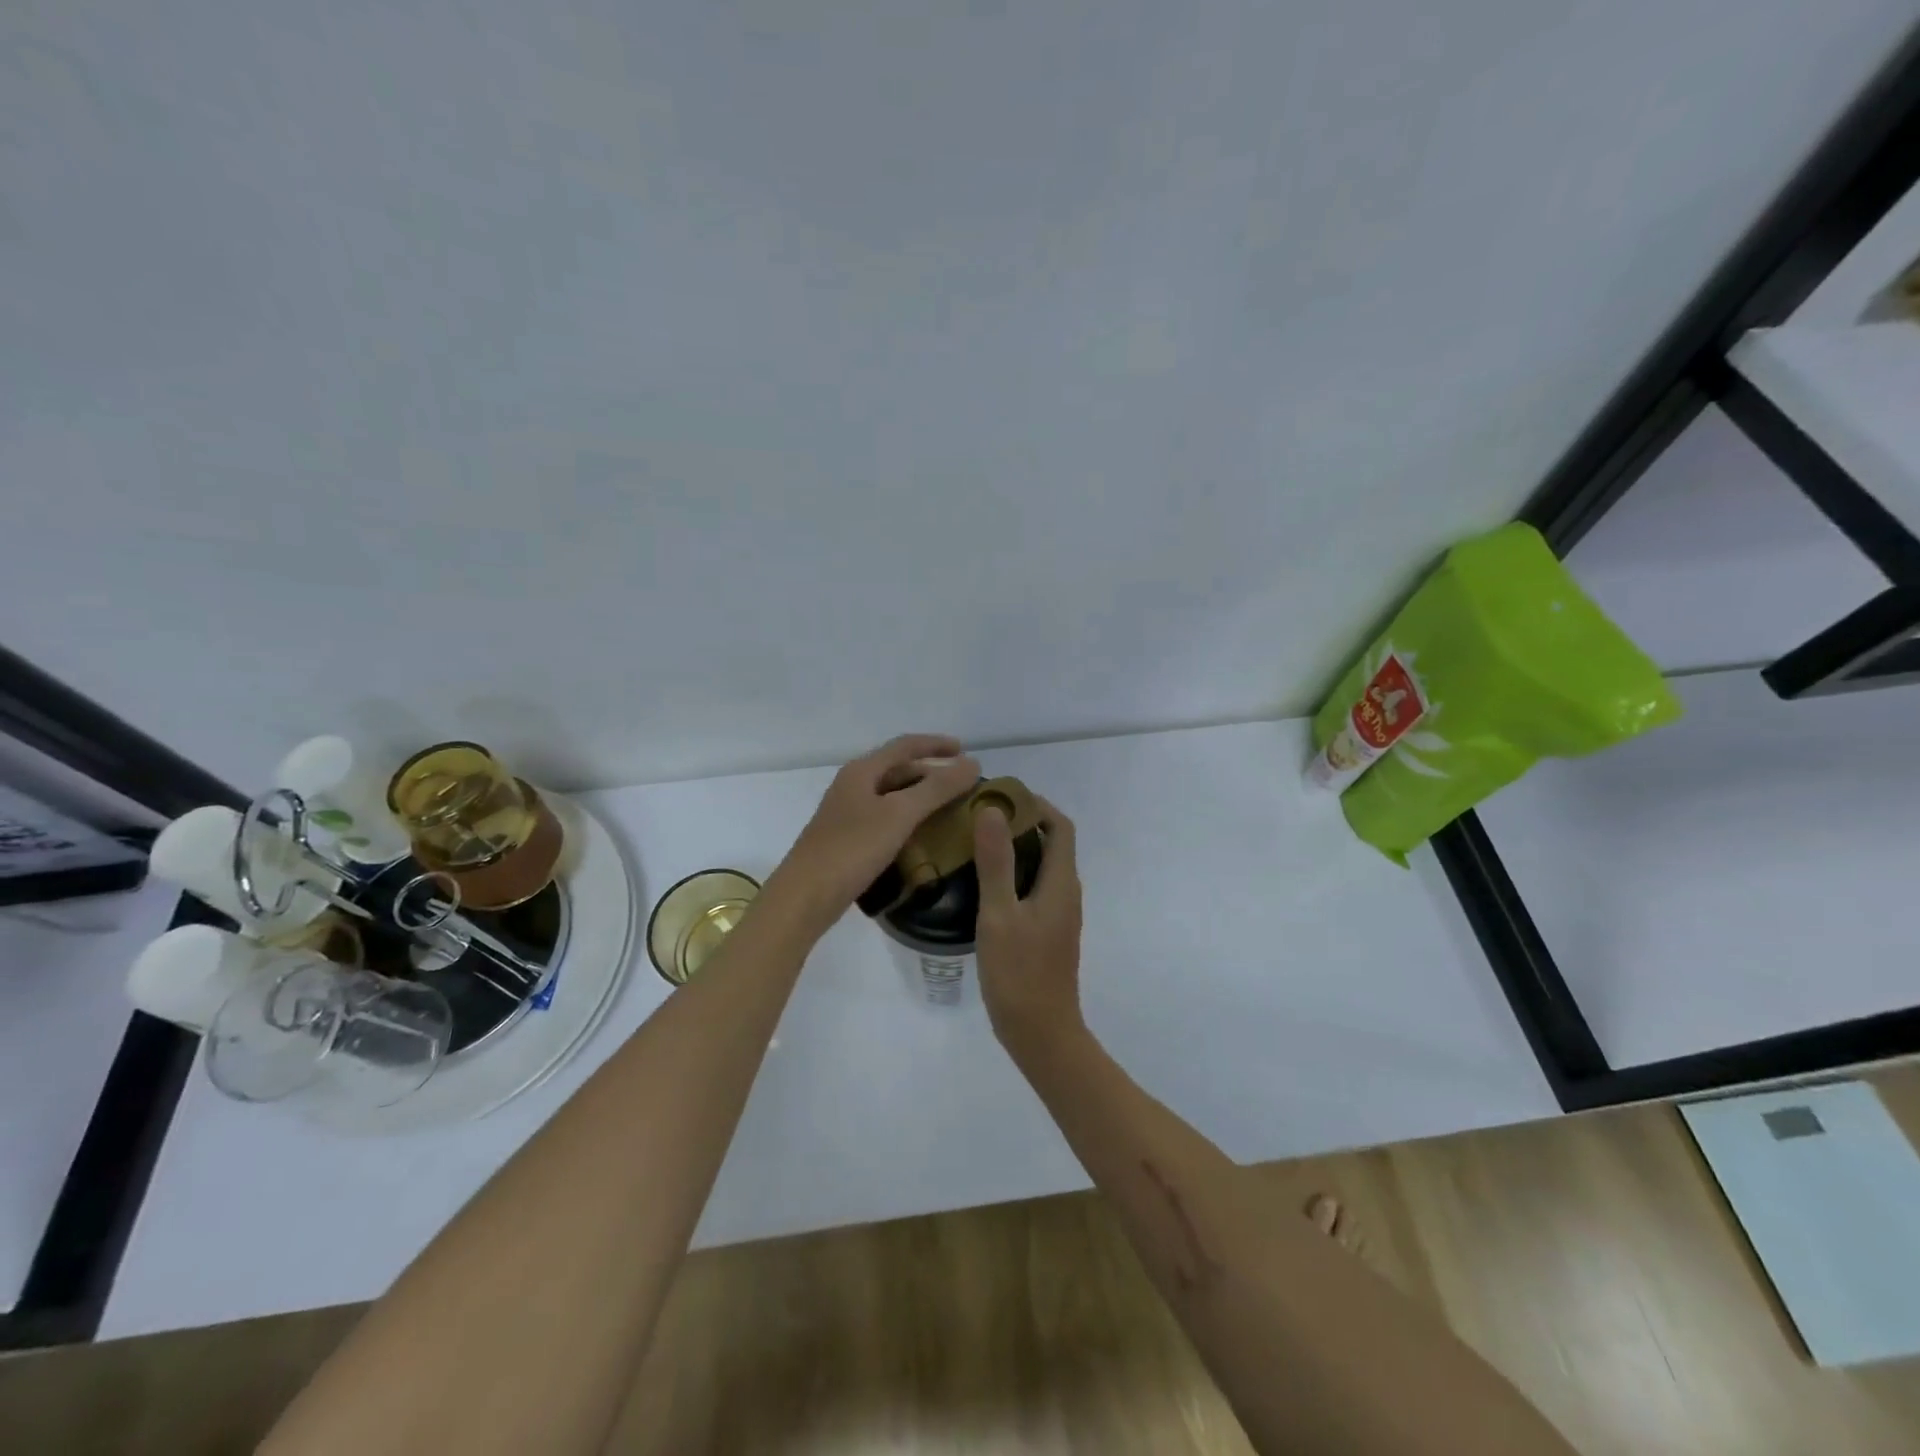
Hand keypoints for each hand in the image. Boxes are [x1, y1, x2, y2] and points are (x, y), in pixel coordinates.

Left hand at [766, 735, 980, 929]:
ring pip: (892, 795)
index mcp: (862, 771)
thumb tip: (972, 764)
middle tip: (963, 786)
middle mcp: (853, 785)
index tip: (965, 751)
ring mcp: (848, 813)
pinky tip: (923, 836)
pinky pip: (885, 818)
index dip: (936, 745)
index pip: (905, 745)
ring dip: (921, 796)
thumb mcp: (899, 814)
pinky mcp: (847, 839)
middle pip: (898, 769)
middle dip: (932, 772)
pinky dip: (908, 819)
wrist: (805, 897)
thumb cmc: (852, 849)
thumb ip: (937, 788)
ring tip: (950, 809)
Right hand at [974, 794, 1083, 1058]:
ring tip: (975, 843)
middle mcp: (1066, 893)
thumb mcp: (1000, 914)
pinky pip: (1034, 888)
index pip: (1060, 826)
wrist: (1041, 1033)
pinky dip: (1014, 874)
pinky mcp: (1047, 932)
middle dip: (1021, 823)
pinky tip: (982, 885)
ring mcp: (1059, 915)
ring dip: (1016, 849)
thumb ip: (996, 861)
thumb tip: (993, 810)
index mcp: (1061, 883)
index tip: (1001, 796)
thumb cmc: (1019, 972)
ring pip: (1042, 867)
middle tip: (979, 817)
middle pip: (1052, 843)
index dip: (1036, 805)